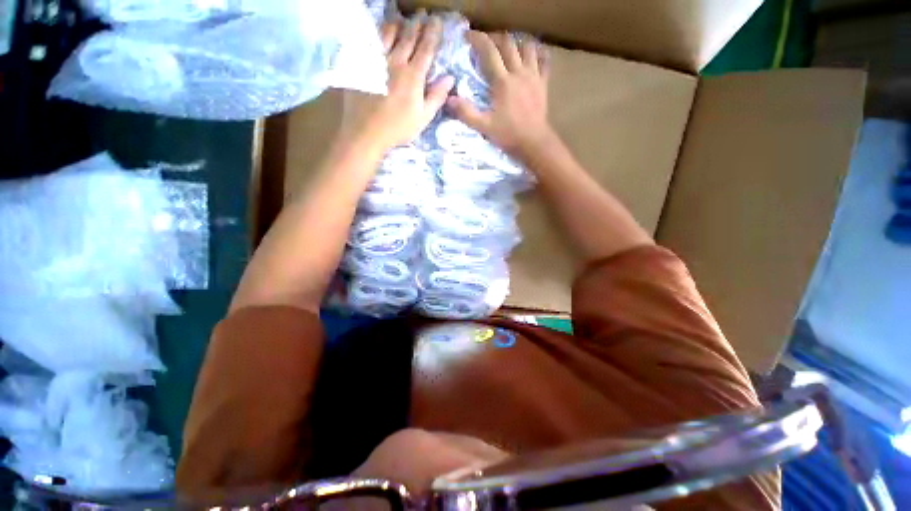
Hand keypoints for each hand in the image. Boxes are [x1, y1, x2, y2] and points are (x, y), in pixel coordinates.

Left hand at [340, 16, 454, 150]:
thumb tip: (450, 78)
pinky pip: (370, 42)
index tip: (438, 21)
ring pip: (388, 34)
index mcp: (413, 76)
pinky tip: (379, 32)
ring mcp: (376, 61)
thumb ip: (436, 97)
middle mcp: (395, 62)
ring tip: (402, 17)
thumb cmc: (398, 128)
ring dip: (397, 23)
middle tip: (423, 14)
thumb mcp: (423, 118)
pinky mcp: (362, 65)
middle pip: (408, 36)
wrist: (366, 131)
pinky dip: (377, 33)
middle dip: (417, 23)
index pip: (426, 48)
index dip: (433, 33)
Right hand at [446, 31, 553, 155]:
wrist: (533, 142)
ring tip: (509, 48)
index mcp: (502, 82)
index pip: (489, 52)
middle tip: (487, 43)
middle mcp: (519, 72)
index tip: (468, 36)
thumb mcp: (484, 126)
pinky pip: (544, 60)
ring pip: (527, 47)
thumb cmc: (508, 134)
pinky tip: (533, 55)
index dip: (478, 40)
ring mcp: (533, 76)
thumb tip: (449, 99)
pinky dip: (538, 53)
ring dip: (517, 43)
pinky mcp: (543, 83)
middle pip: (508, 44)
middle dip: (495, 38)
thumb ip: (467, 113)